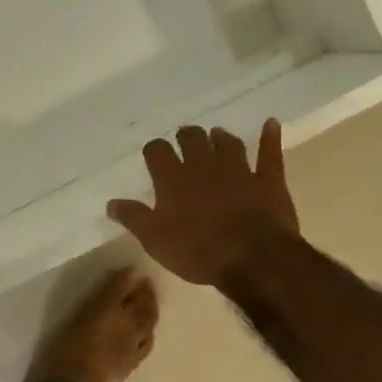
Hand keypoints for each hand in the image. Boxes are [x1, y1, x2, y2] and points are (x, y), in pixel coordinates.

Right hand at [107, 120, 298, 287]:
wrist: (253, 258)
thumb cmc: (198, 251)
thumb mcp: (155, 240)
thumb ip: (134, 218)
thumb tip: (111, 203)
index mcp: (173, 178)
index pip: (157, 151)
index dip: (154, 150)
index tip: (154, 155)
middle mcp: (204, 165)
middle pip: (192, 138)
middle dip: (187, 137)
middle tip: (186, 142)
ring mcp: (238, 170)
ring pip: (228, 142)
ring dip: (221, 137)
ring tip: (217, 136)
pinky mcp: (267, 180)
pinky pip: (269, 153)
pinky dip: (270, 137)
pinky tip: (271, 124)